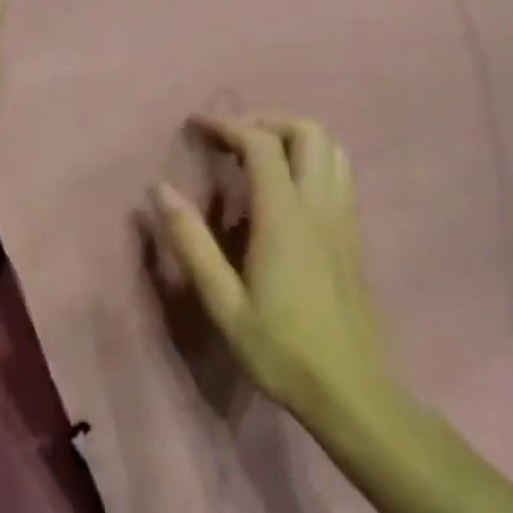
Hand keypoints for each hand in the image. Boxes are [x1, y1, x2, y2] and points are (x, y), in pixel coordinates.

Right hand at [154, 114, 389, 424]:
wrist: (350, 391)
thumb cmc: (280, 349)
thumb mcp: (222, 302)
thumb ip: (191, 242)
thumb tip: (159, 189)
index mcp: (284, 217)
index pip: (261, 144)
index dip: (227, 125)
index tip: (196, 125)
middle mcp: (320, 205)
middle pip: (307, 131)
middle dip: (266, 120)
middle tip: (231, 138)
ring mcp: (343, 218)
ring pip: (331, 148)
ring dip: (293, 137)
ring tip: (259, 154)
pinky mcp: (353, 234)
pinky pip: (340, 173)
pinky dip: (312, 159)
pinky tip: (287, 187)